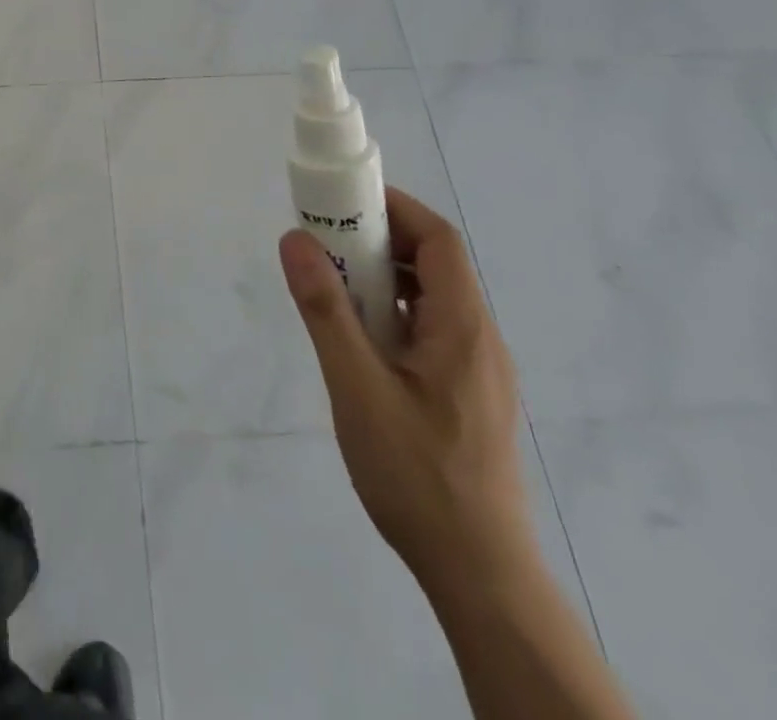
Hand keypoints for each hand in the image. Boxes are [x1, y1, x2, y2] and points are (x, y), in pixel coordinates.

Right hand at [280, 187, 532, 597]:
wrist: (479, 575)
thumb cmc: (416, 475)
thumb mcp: (357, 387)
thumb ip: (325, 310)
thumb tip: (296, 240)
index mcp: (463, 328)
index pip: (439, 240)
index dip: (396, 208)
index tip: (346, 201)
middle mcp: (481, 340)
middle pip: (435, 266)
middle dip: (380, 242)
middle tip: (327, 244)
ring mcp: (479, 372)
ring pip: (432, 301)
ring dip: (384, 281)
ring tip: (335, 290)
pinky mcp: (470, 398)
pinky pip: (432, 332)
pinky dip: (394, 316)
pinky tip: (361, 344)